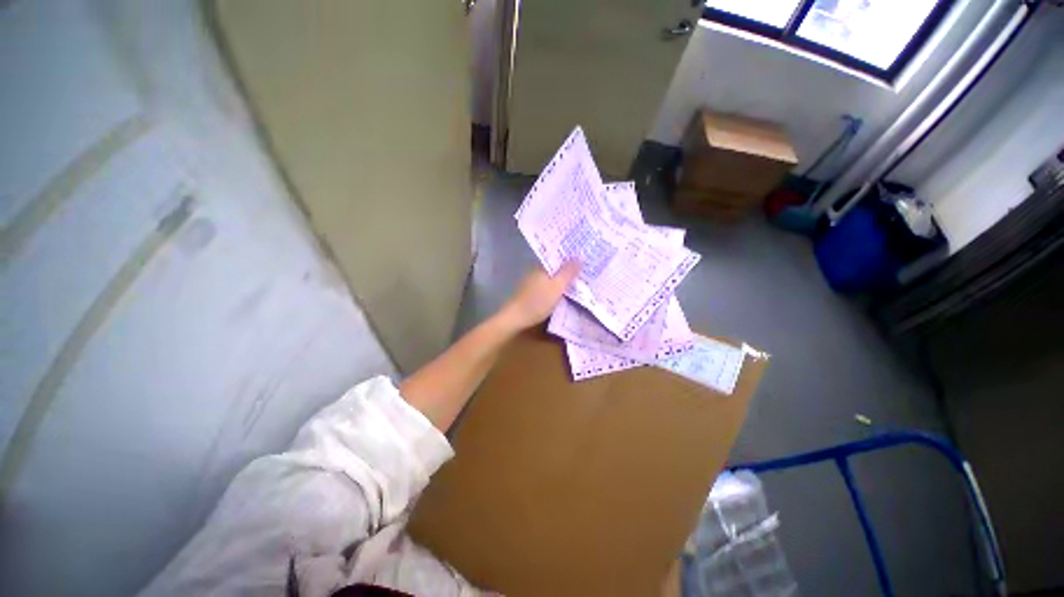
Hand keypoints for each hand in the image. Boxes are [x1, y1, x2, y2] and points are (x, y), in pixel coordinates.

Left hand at [499, 262, 579, 330]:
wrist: (516, 318)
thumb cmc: (538, 301)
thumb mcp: (557, 286)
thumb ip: (568, 272)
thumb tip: (579, 256)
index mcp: (542, 266)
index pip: (559, 257)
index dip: (571, 257)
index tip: (585, 259)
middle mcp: (536, 271)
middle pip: (556, 268)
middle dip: (569, 269)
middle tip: (586, 272)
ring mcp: (532, 283)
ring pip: (552, 278)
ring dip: (563, 280)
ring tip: (579, 283)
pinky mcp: (531, 294)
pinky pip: (548, 287)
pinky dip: (556, 289)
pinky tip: (564, 295)